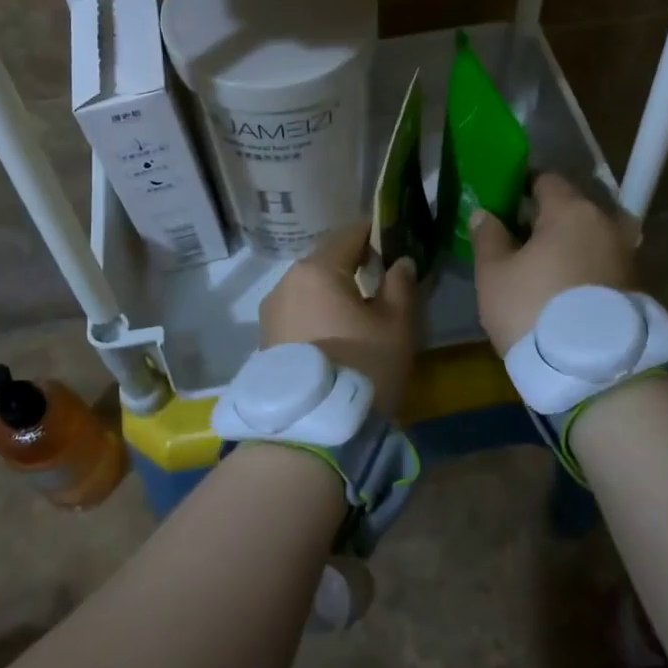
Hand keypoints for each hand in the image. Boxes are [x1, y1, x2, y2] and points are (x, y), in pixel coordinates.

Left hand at [260, 225, 417, 419]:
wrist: (311, 433)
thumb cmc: (361, 368)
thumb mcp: (396, 325)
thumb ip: (401, 285)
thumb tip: (400, 262)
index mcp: (316, 269)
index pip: (350, 233)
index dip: (376, 234)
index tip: (397, 243)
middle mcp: (285, 282)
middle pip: (327, 261)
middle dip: (356, 265)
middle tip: (385, 281)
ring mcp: (270, 312)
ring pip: (311, 289)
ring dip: (335, 293)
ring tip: (362, 314)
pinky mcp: (265, 340)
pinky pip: (299, 313)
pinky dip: (319, 315)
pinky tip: (338, 337)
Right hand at [469, 172, 637, 353]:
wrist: (593, 373)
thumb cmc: (534, 310)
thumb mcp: (494, 274)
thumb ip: (488, 236)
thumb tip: (485, 213)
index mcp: (572, 210)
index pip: (545, 179)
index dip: (521, 187)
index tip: (503, 204)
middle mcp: (606, 223)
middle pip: (571, 207)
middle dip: (545, 217)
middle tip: (516, 239)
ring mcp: (626, 254)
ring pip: (589, 236)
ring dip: (567, 244)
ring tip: (540, 267)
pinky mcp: (635, 285)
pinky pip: (601, 262)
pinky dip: (583, 266)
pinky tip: (562, 288)